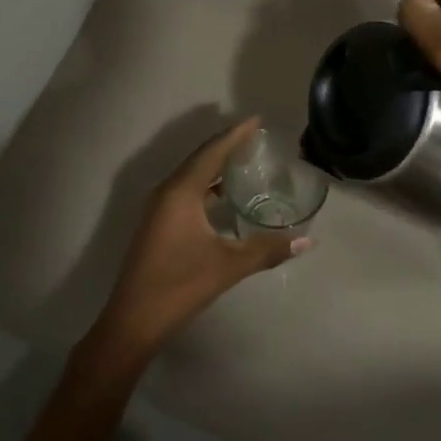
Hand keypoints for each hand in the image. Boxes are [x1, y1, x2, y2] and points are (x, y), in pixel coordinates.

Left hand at [89, 118, 308, 361]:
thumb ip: (268, 249)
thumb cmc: (180, 285)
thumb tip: (307, 240)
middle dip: (227, 146)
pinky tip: (223, 198)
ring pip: (191, 176)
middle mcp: (166, 191)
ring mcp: (158, 208)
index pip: (212, 152)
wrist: (133, 321)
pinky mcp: (157, 224)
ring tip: (244, 162)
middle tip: (255, 138)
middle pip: (200, 159)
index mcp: (180, 191)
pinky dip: (206, 186)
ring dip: (215, 167)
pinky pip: (185, 191)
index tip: (256, 120)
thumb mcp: (228, 266)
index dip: (235, 134)